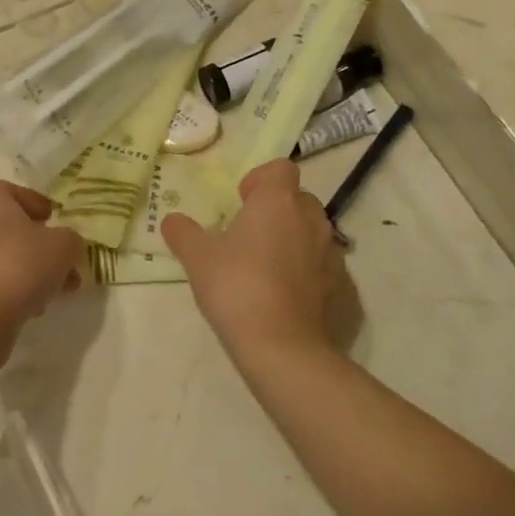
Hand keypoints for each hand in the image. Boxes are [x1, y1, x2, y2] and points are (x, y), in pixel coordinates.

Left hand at [0, 180, 84, 332]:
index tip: (53, 220)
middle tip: (62, 262)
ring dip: (29, 271)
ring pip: (2, 257)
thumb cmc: (19, 265)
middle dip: (38, 245)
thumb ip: (70, 239)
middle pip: (9, 228)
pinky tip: (32, 308)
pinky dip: (11, 290)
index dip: (35, 203)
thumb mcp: (63, 246)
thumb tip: (66, 244)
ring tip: (55, 292)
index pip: (11, 191)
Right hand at [162, 160, 344, 366]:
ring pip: (313, 231)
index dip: (261, 180)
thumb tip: (172, 220)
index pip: (281, 168)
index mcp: (277, 201)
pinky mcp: (342, 285)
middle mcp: (311, 218)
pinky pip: (324, 264)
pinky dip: (308, 271)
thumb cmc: (236, 287)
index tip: (242, 201)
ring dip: (294, 239)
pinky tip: (286, 295)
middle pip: (298, 198)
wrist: (282, 347)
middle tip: (250, 235)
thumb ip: (182, 233)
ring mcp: (331, 252)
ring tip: (268, 267)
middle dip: (277, 210)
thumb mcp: (197, 258)